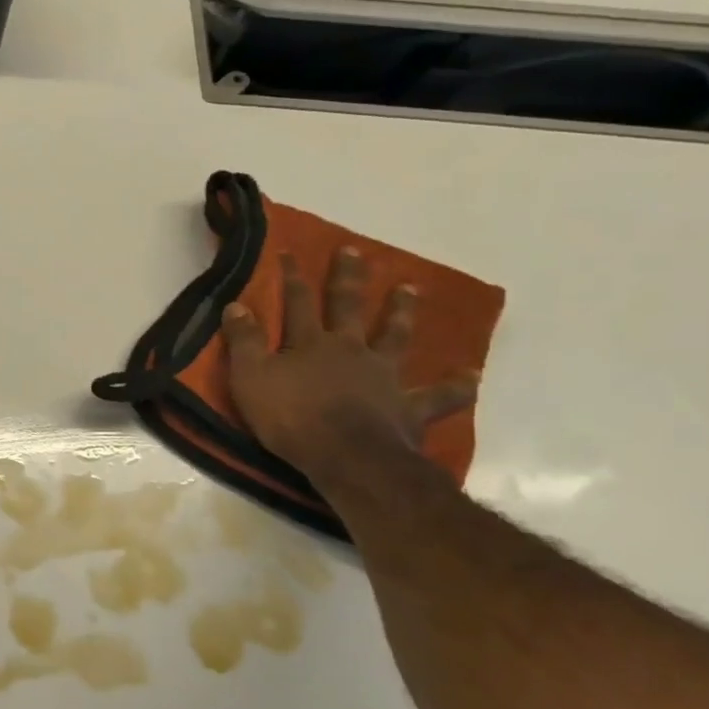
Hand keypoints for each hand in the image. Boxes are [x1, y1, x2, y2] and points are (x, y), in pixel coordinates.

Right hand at [222, 248, 477, 481]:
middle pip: (349, 307)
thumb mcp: (251, 378)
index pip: (297, 302)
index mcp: (311, 343)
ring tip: (410, 289)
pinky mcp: (408, 407)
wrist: (346, 456)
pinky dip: (456, 386)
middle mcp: (350, 350)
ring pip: (395, 337)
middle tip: (355, 252)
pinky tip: (472, 376)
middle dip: (348, 279)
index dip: (291, 277)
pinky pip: (439, 396)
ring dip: (401, 312)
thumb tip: (236, 304)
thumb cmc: (291, 417)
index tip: (289, 252)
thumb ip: (244, 341)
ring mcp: (384, 376)